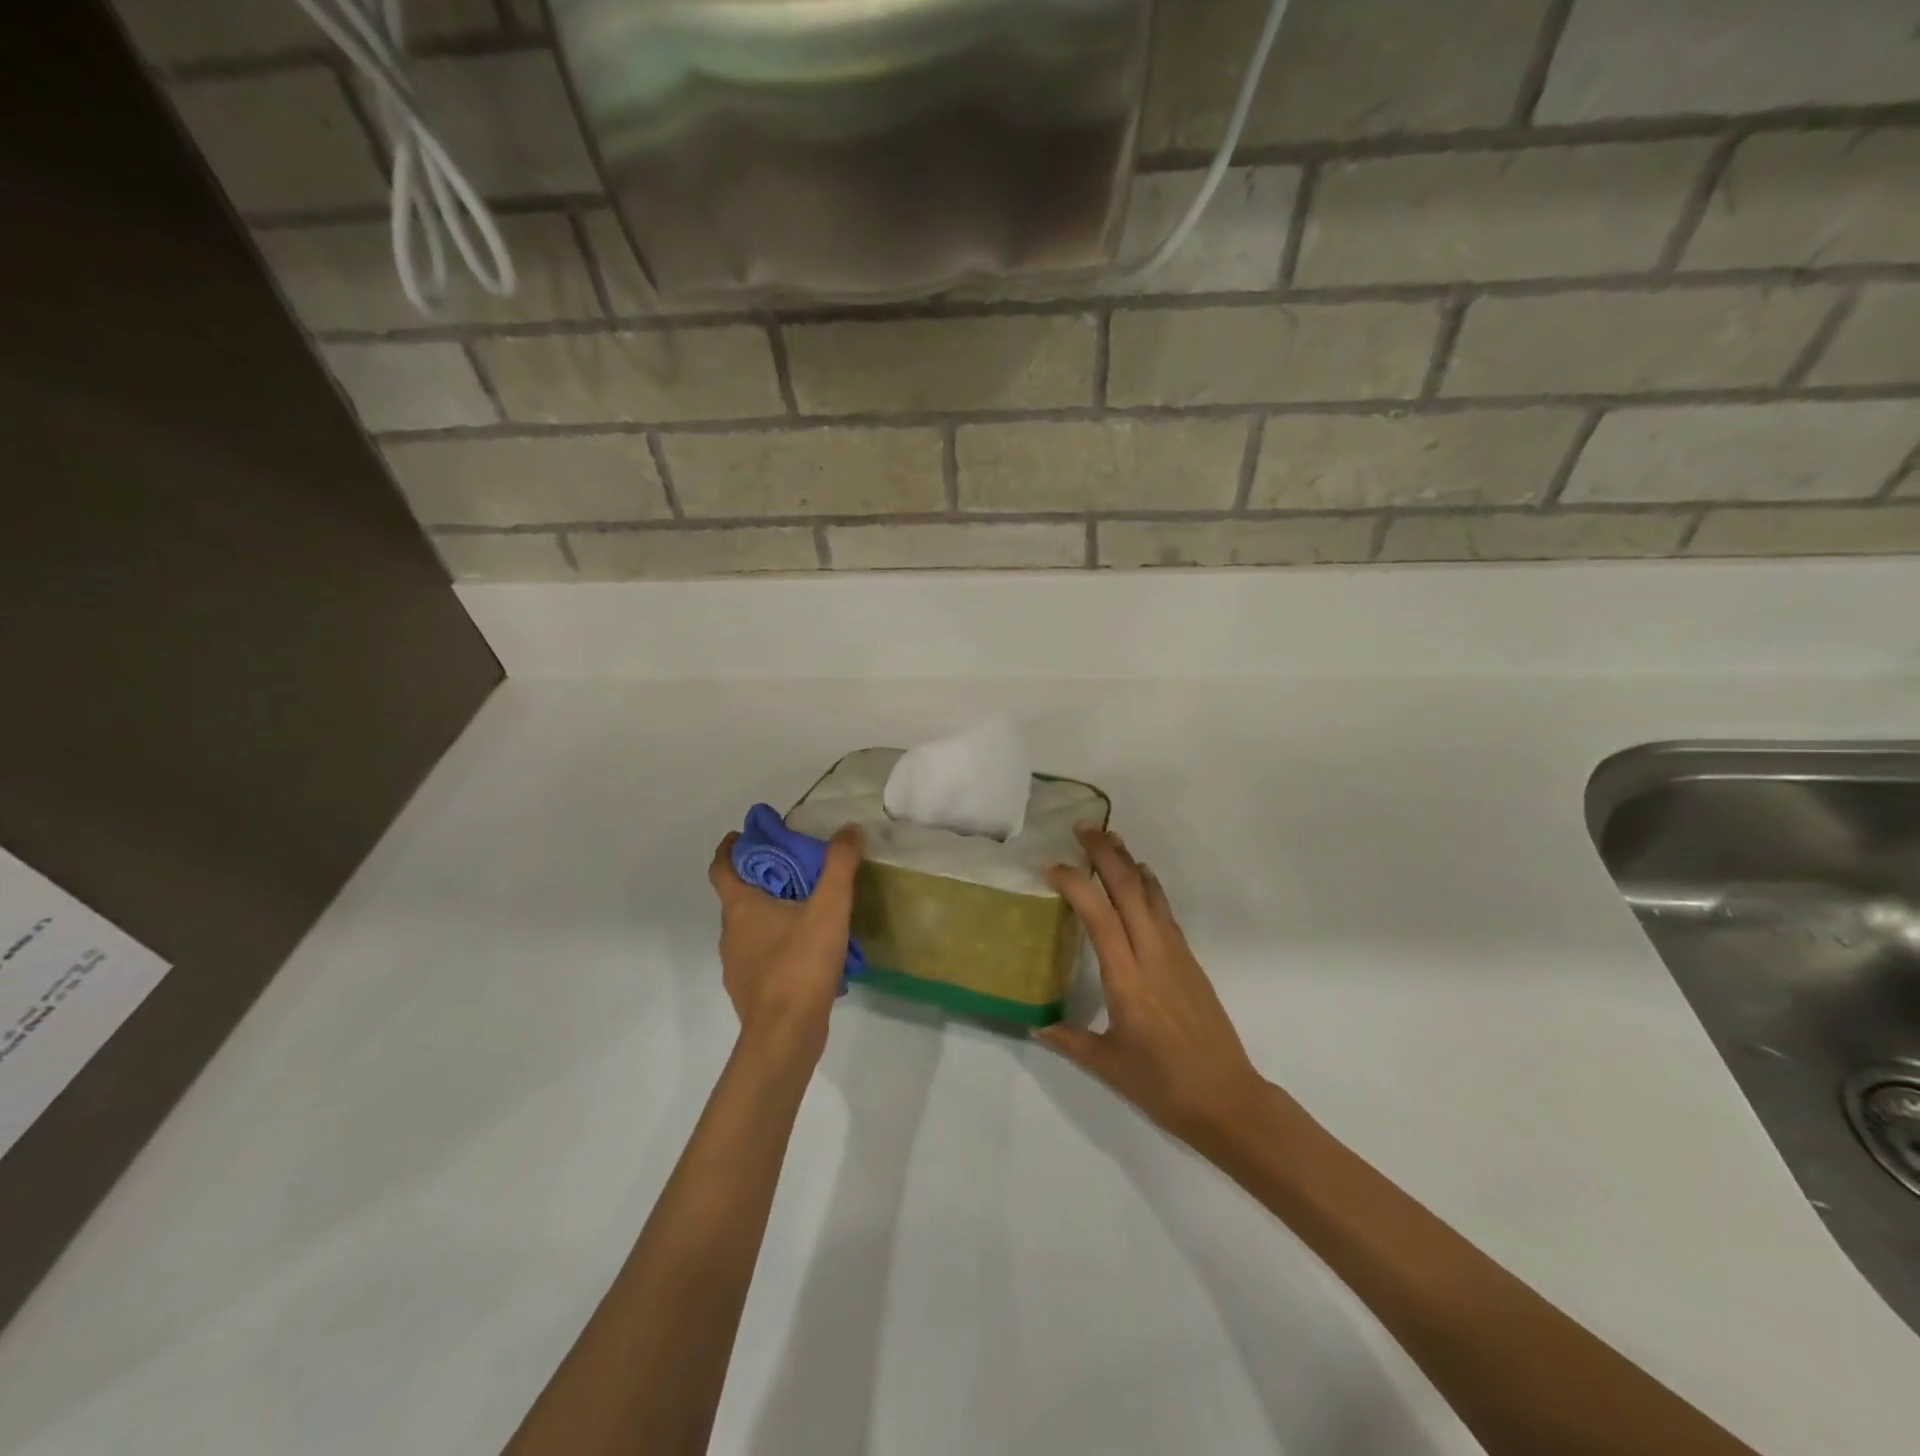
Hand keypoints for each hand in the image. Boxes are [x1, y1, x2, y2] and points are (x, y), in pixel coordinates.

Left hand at [708, 825, 862, 1061]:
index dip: (729, 848)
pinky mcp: (750, 991)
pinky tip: (808, 952)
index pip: (721, 868)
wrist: (786, 1035)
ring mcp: (737, 965)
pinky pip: (761, 956)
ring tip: (808, 909)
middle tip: (795, 868)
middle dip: (762, 879)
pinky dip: (778, 945)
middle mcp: (731, 933)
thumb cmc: (800, 964)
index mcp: (741, 908)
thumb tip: (849, 829)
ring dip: (772, 914)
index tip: (744, 836)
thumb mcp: (829, 908)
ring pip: (751, 928)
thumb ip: (840, 866)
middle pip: (739, 896)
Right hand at [1038, 827, 1271, 1151]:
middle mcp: (1152, 955)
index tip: (1051, 866)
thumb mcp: (1107, 1064)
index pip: (1098, 916)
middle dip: (1106, 854)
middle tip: (1082, 828)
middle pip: (1128, 890)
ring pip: (1150, 894)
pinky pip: (1164, 911)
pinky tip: (1140, 879)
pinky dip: (1148, 886)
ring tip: (1109, 839)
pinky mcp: (1190, 961)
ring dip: (1129, 862)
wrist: (1227, 1099)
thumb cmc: (1163, 1085)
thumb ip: (1069, 1040)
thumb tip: (1036, 1026)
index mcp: (1126, 978)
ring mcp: (1176, 954)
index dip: (1074, 885)